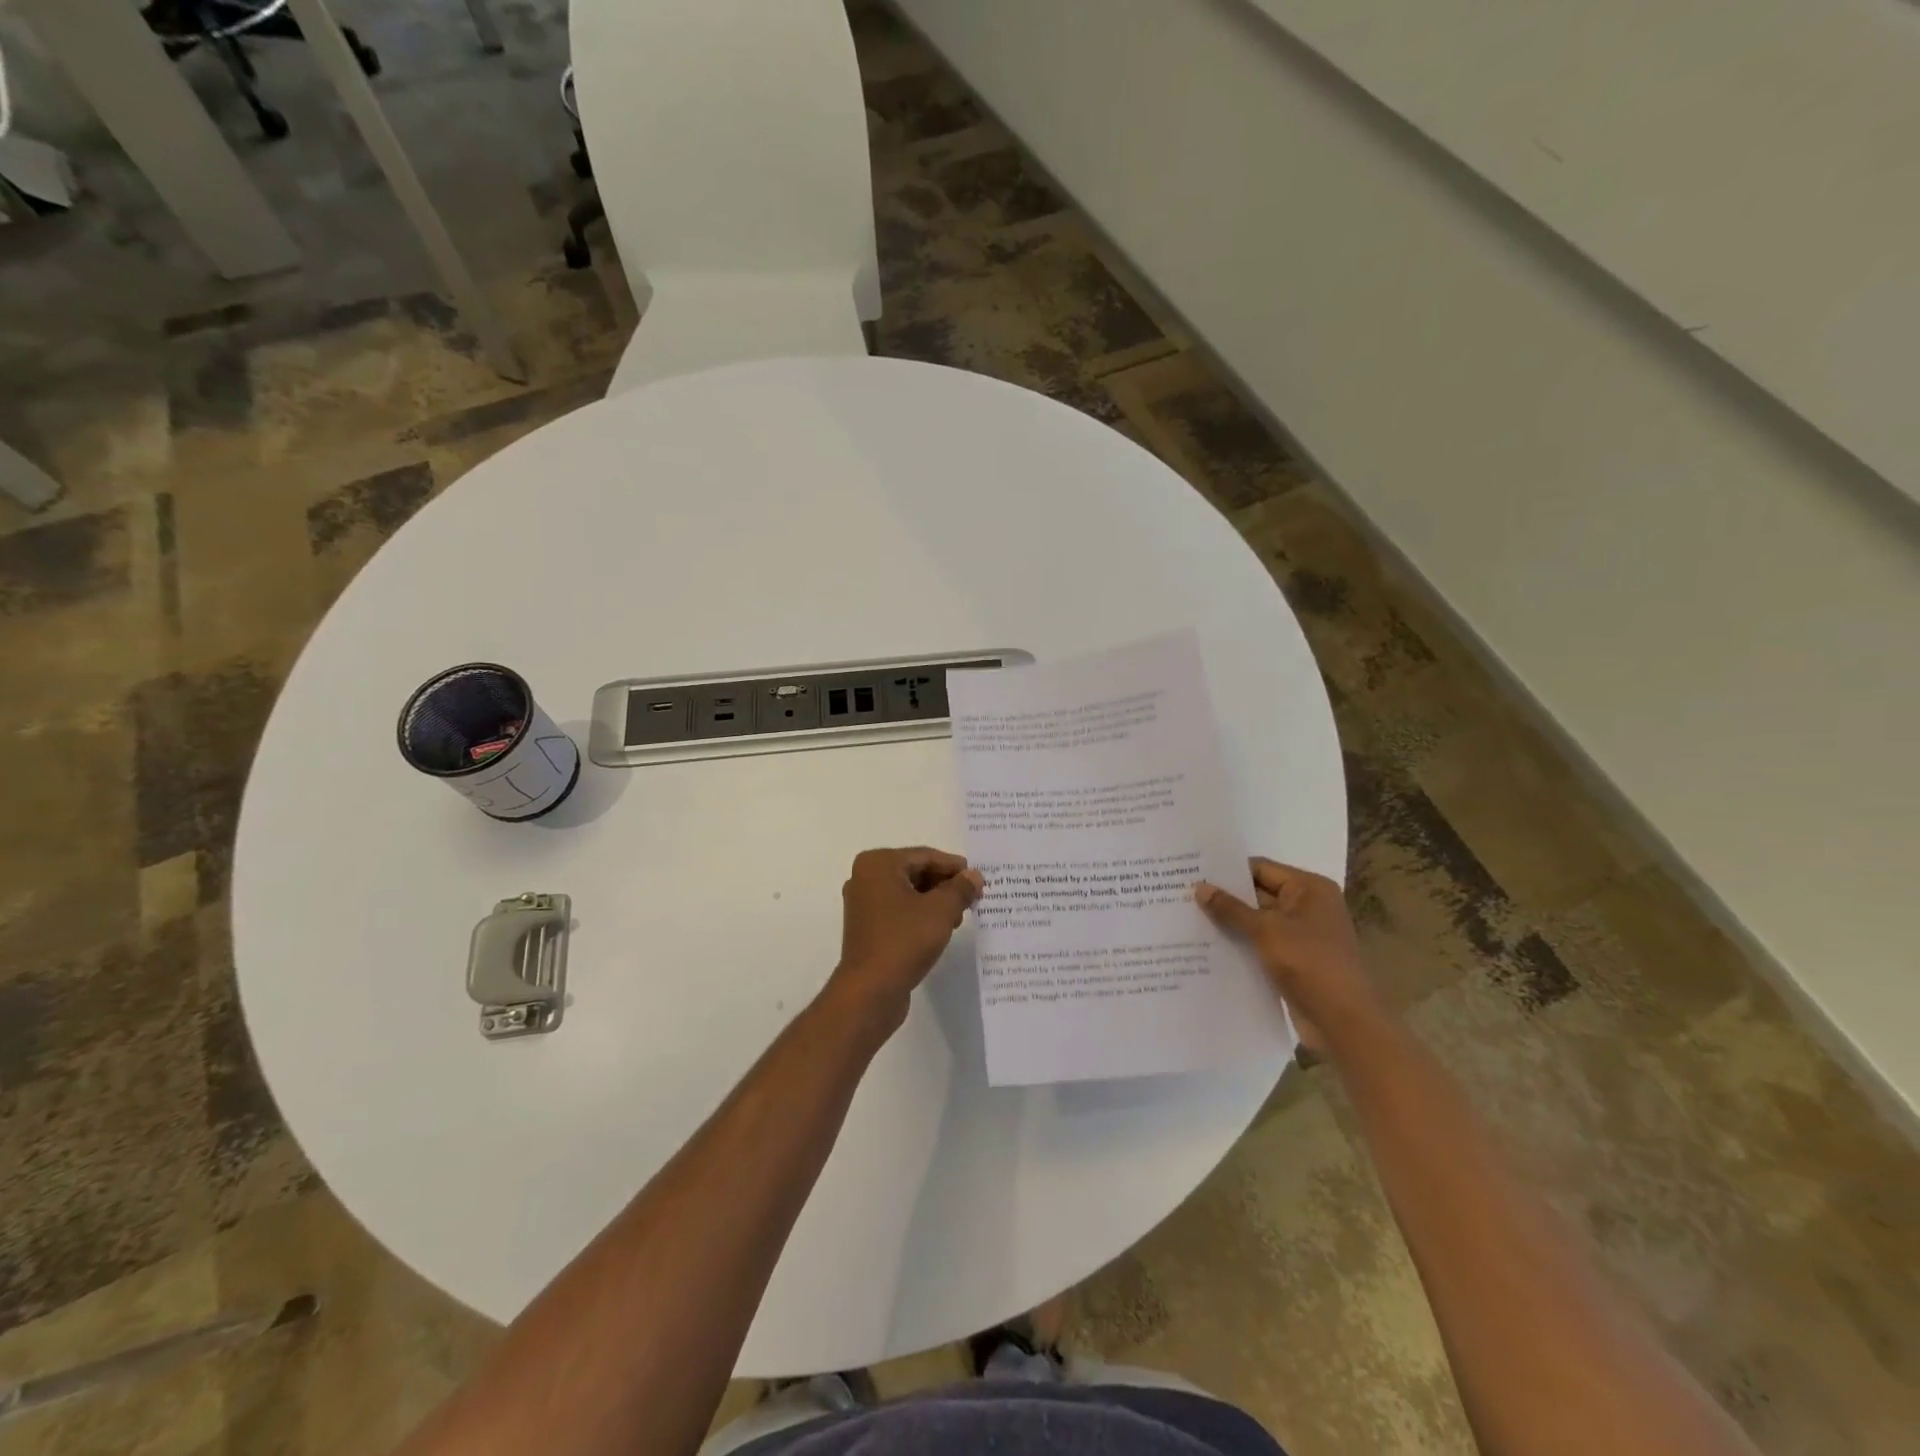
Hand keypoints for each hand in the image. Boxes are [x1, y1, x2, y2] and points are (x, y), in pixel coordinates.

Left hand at [829, 847, 983, 1029]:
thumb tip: (974, 876)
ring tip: (959, 917)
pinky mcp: (867, 928)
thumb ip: (960, 888)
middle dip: (945, 884)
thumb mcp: (941, 910)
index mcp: (878, 864)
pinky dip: (920, 915)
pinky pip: (899, 911)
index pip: (925, 856)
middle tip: (972, 898)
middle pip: (915, 872)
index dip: (955, 868)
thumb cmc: (904, 941)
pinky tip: (940, 929)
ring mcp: (863, 904)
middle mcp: (865, 878)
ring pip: (908, 893)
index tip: (979, 880)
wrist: (870, 991)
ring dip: (935, 901)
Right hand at [1195, 858, 1384, 1054]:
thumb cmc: (1309, 963)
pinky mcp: (1295, 959)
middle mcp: (1308, 906)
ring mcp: (1302, 934)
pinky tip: (1208, 944)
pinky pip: (1261, 942)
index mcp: (1309, 889)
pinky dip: (1240, 942)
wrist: (1343, 1021)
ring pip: (1258, 920)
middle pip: (1258, 893)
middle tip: (1184, 894)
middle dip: (1225, 896)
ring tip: (1188, 917)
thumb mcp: (1265, 931)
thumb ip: (1231, 908)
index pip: (1261, 868)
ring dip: (1230, 921)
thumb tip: (1200, 887)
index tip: (1192, 872)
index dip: (1228, 870)